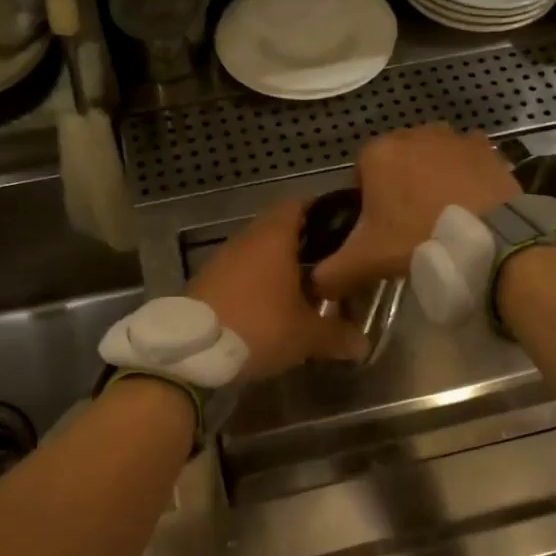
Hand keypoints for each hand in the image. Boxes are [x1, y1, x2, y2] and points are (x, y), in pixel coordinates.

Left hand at [189, 201, 365, 379]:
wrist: (191, 350)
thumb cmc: (259, 326)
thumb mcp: (306, 335)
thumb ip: (338, 335)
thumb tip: (364, 345)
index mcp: (274, 236)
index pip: (300, 204)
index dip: (322, 211)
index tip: (343, 226)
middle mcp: (247, 238)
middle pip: (280, 229)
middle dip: (305, 246)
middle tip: (330, 265)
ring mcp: (222, 259)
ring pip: (258, 253)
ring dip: (279, 267)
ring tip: (303, 291)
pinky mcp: (206, 281)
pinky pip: (240, 273)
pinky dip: (257, 284)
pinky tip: (270, 308)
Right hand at [312, 125, 520, 299]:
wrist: (489, 238)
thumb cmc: (418, 238)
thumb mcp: (366, 261)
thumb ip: (332, 272)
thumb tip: (316, 284)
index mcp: (378, 153)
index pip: (361, 171)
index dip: (367, 199)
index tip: (379, 226)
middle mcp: (413, 134)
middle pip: (397, 160)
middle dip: (399, 184)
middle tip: (409, 222)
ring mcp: (453, 137)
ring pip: (432, 156)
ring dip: (432, 176)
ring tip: (441, 213)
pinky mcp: (486, 148)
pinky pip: (466, 158)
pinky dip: (464, 174)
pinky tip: (469, 202)